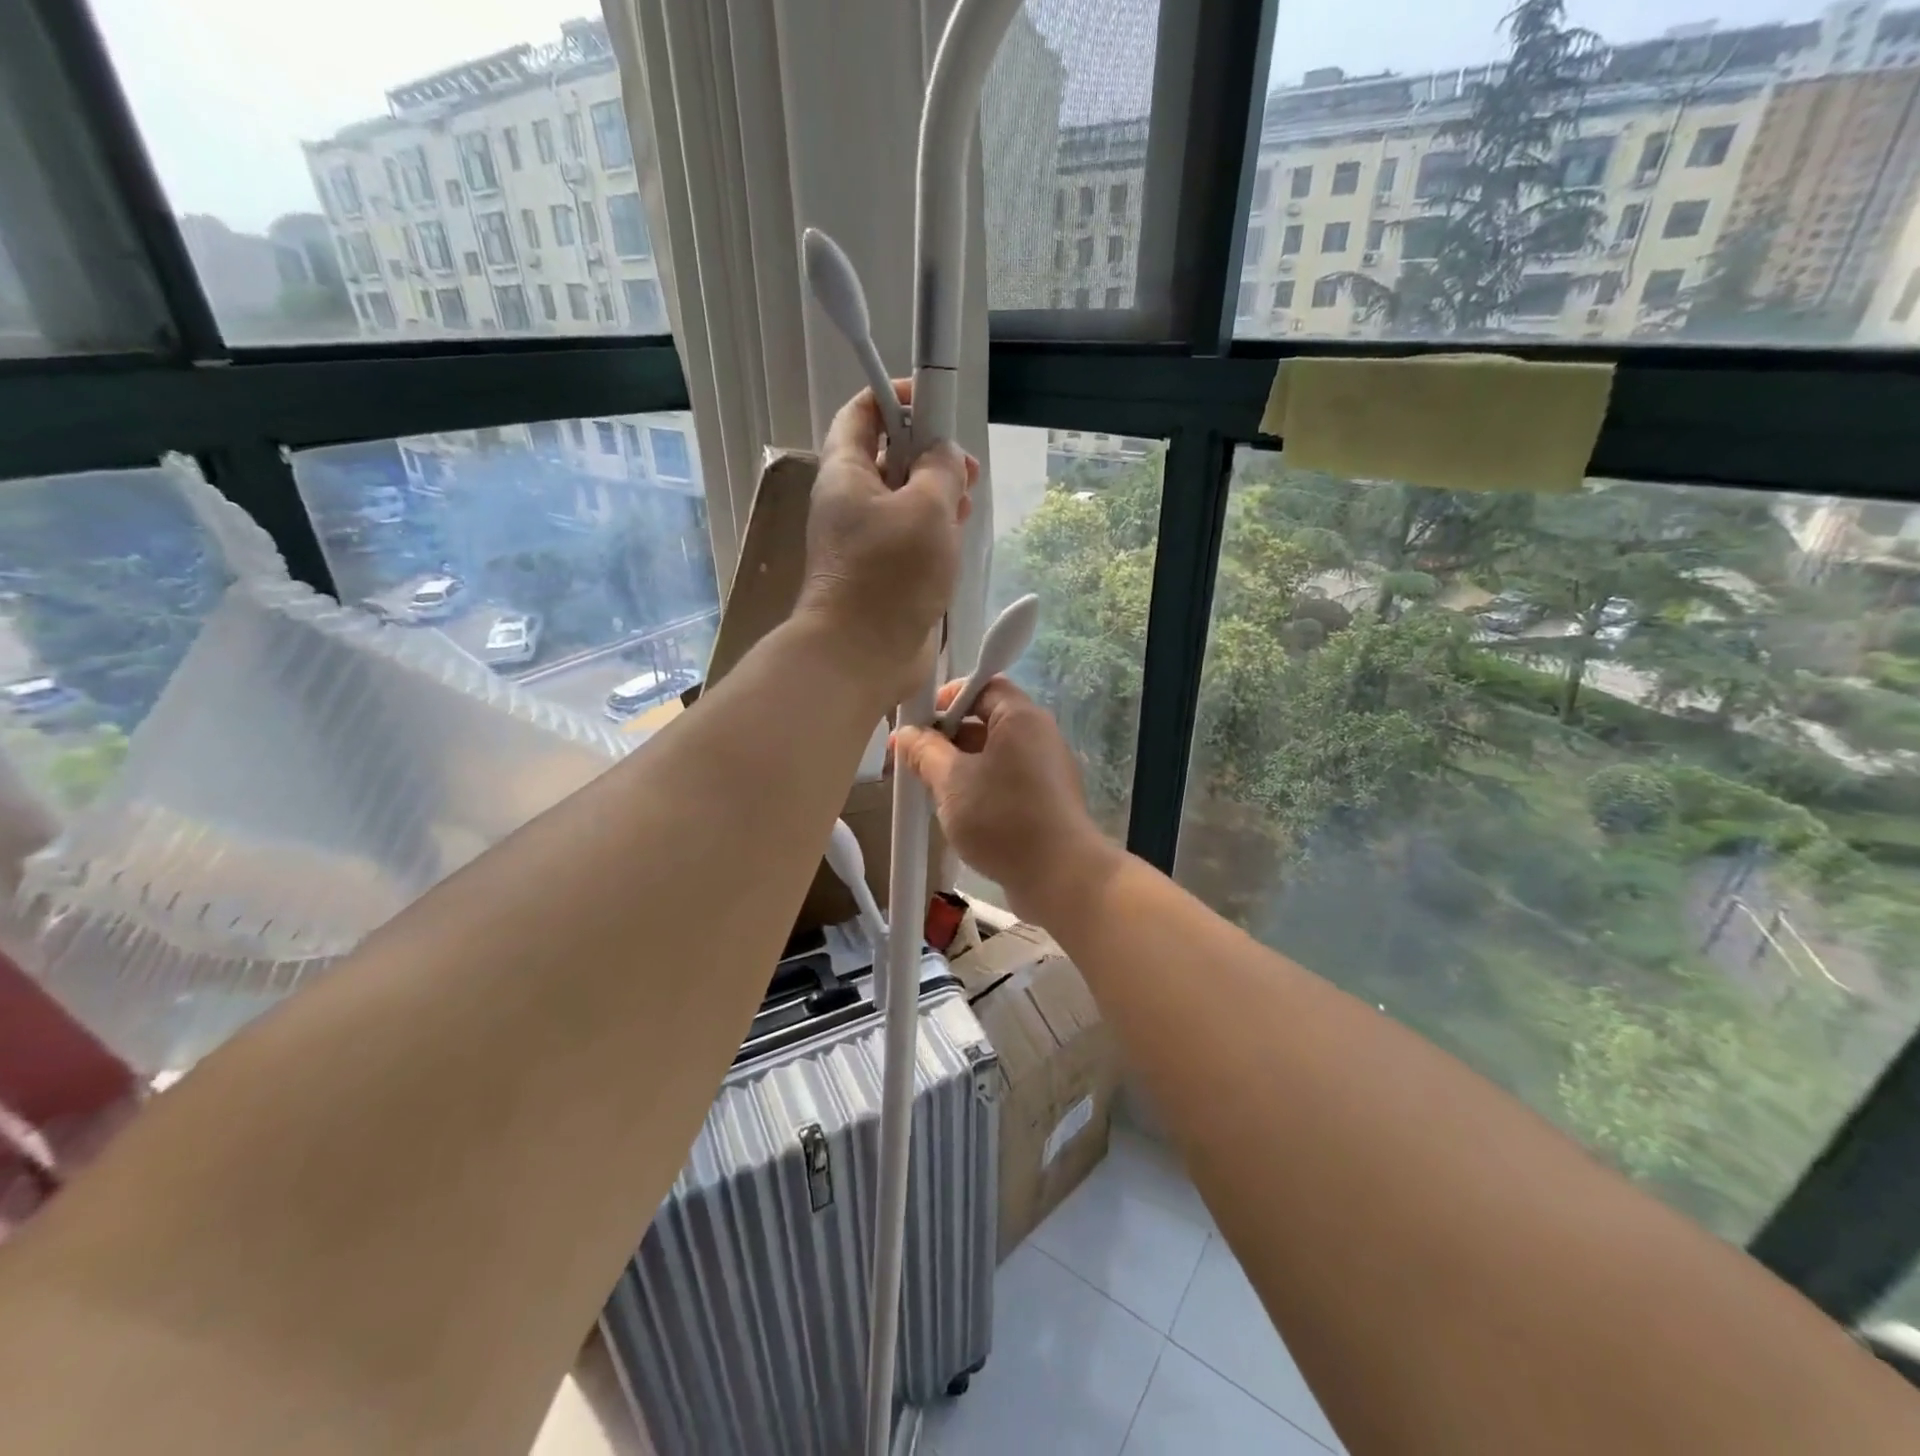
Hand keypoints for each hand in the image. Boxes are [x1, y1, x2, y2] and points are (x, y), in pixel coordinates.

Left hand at [796, 382, 976, 702]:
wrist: (861, 655)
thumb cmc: (890, 574)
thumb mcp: (926, 508)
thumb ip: (941, 469)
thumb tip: (943, 453)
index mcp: (847, 473)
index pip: (863, 413)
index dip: (897, 396)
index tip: (934, 398)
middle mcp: (850, 503)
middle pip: (889, 457)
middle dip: (929, 453)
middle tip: (965, 468)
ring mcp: (865, 541)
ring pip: (903, 500)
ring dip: (937, 496)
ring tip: (967, 504)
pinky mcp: (882, 574)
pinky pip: (909, 538)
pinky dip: (934, 532)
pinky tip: (957, 540)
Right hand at [894, 678, 1116, 925]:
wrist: (1060, 877)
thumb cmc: (1003, 818)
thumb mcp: (951, 782)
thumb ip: (925, 752)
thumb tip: (906, 735)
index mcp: (1021, 718)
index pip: (983, 686)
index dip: (948, 698)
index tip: (919, 723)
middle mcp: (1039, 736)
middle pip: (987, 721)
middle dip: (947, 738)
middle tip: (914, 761)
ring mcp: (1046, 770)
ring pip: (994, 755)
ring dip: (960, 767)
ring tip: (929, 790)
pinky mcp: (1047, 800)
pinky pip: (1007, 781)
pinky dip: (981, 788)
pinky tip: (958, 813)